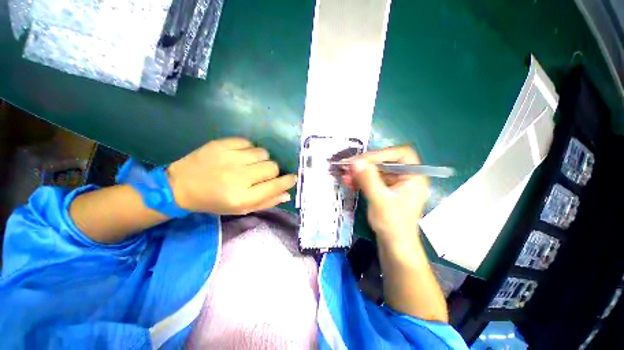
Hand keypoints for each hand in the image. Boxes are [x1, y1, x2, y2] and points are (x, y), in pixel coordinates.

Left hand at [167, 138, 296, 214]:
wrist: (181, 186)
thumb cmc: (214, 201)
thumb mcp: (241, 209)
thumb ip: (266, 202)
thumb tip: (287, 193)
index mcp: (243, 197)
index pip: (276, 185)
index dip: (288, 181)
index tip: (292, 178)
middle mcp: (238, 177)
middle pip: (272, 166)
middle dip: (272, 171)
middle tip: (261, 174)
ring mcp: (230, 158)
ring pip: (263, 152)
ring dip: (261, 159)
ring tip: (249, 164)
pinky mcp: (221, 144)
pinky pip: (248, 142)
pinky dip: (248, 149)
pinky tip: (239, 156)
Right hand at [342, 146, 428, 246]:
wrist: (394, 247)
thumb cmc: (393, 225)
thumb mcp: (380, 200)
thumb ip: (368, 179)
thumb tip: (355, 161)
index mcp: (414, 176)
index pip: (400, 154)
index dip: (381, 153)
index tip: (362, 160)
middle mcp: (405, 177)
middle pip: (385, 161)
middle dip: (365, 164)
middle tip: (348, 166)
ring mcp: (394, 184)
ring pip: (375, 171)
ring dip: (360, 172)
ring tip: (344, 176)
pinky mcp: (384, 191)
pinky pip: (371, 180)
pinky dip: (360, 180)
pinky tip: (349, 182)